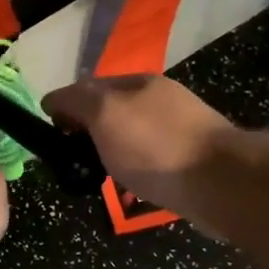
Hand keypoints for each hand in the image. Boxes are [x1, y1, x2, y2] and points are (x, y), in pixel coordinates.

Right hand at [42, 74, 238, 213]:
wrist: (220, 182)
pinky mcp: (191, 160)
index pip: (89, 86)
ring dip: (111, 152)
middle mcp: (160, 100)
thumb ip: (76, 102)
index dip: (64, 107)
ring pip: (131, 137)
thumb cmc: (155, 146)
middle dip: (88, 131)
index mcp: (139, 82)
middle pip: (112, 112)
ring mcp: (179, 129)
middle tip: (70, 159)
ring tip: (96, 176)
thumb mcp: (105, 115)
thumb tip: (53, 99)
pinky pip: (151, 160)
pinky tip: (129, 186)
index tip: (49, 135)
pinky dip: (134, 170)